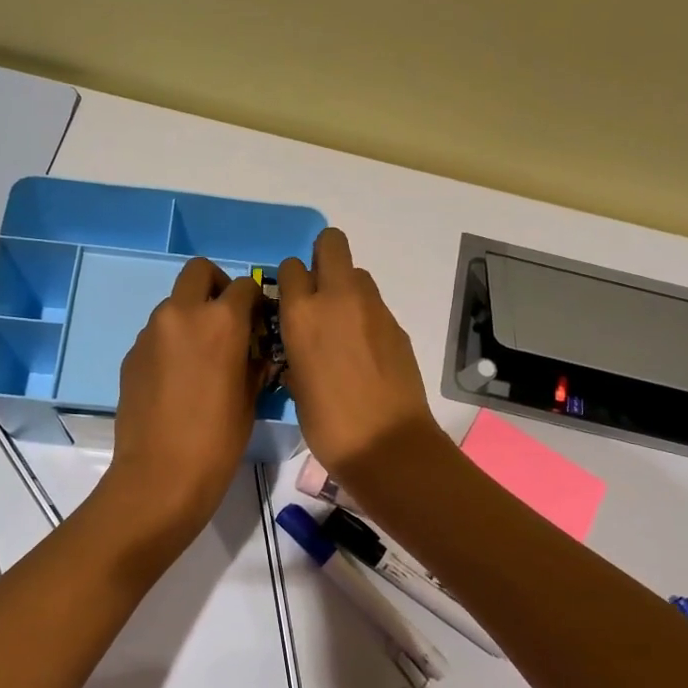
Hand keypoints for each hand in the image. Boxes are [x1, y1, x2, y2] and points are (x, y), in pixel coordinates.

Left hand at [103, 257, 263, 547]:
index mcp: (221, 321)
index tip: (259, 322)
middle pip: (199, 271)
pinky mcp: (131, 354)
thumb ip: (255, 361)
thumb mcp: (251, 398)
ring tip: (201, 356)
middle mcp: (182, 314)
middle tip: (227, 319)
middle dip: (217, 286)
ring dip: (191, 315)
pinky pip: (156, 333)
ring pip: (174, 303)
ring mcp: (151, 332)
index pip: (244, 286)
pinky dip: (171, 341)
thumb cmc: (219, 439)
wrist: (161, 474)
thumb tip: (256, 348)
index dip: (255, 301)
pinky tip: (177, 378)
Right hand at [276, 229, 440, 488]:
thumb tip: (302, 347)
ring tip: (342, 326)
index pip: (292, 267)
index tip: (290, 301)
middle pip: (332, 243)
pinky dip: (365, 316)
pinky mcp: (397, 325)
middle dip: (323, 256)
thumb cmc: (328, 424)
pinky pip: (375, 305)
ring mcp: (373, 309)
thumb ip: (297, 351)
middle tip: (318, 291)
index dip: (291, 280)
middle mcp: (337, 299)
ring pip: (357, 273)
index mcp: (302, 314)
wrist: (387, 444)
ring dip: (346, 288)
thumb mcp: (296, 386)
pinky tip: (364, 350)